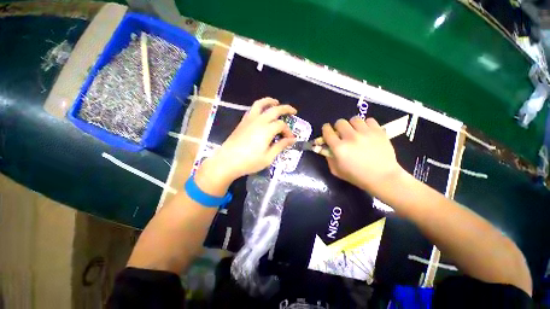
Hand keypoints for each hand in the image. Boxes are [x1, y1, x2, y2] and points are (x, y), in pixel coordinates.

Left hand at [203, 98, 296, 184]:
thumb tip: (292, 140)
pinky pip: (252, 109)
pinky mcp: (242, 122)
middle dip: (285, 109)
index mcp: (267, 130)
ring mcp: (249, 120)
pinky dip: (260, 106)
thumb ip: (280, 146)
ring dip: (270, 101)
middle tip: (293, 111)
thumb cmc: (249, 162)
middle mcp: (259, 121)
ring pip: (260, 104)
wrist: (227, 161)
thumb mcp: (268, 157)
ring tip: (276, 102)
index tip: (290, 139)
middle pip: (274, 110)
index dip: (288, 131)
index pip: (281, 125)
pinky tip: (262, 112)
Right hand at [322, 116, 404, 194]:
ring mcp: (365, 133)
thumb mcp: (336, 171)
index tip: (327, 131)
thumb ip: (329, 158)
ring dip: (352, 125)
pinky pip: (369, 120)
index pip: (327, 131)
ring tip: (356, 132)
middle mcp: (351, 137)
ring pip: (354, 119)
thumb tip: (326, 147)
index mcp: (339, 148)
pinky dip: (366, 125)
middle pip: (340, 122)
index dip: (325, 129)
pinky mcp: (378, 131)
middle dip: (338, 127)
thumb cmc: (357, 176)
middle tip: (343, 134)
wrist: (383, 177)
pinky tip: (367, 132)